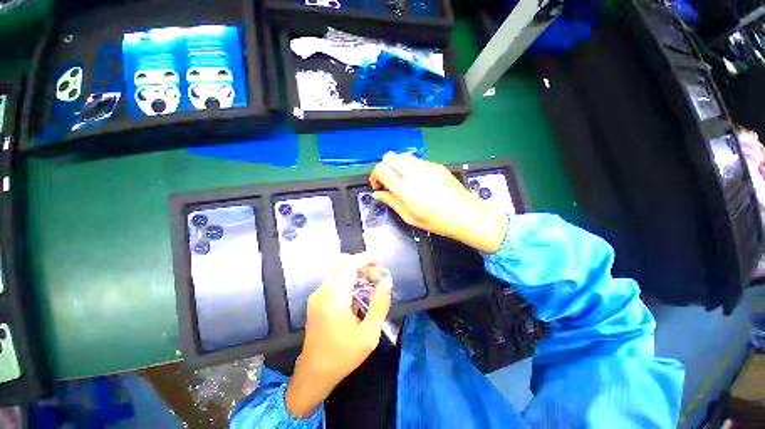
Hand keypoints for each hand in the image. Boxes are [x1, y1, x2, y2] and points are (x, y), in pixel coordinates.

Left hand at [285, 253, 392, 417]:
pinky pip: (335, 280)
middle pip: (342, 263)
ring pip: (338, 270)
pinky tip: (359, 294)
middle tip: (377, 278)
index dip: (364, 258)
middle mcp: (322, 291)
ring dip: (356, 272)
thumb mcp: (369, 335)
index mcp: (334, 298)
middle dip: (362, 264)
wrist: (313, 374)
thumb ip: (379, 304)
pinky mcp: (317, 300)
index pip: (348, 264)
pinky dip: (349, 279)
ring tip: (371, 286)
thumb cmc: (342, 356)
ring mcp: (317, 295)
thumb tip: (386, 281)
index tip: (379, 261)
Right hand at [370, 152, 507, 252]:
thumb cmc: (436, 221)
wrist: (466, 215)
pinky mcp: (436, 165)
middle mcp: (414, 172)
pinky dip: (410, 167)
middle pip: (389, 156)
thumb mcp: (409, 217)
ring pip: (403, 156)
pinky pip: (416, 160)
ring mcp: (427, 166)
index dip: (375, 176)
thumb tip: (377, 194)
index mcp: (405, 188)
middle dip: (384, 167)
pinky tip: (418, 181)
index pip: (381, 168)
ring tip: (402, 181)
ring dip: (397, 166)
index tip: (378, 187)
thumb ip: (391, 202)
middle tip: (388, 182)